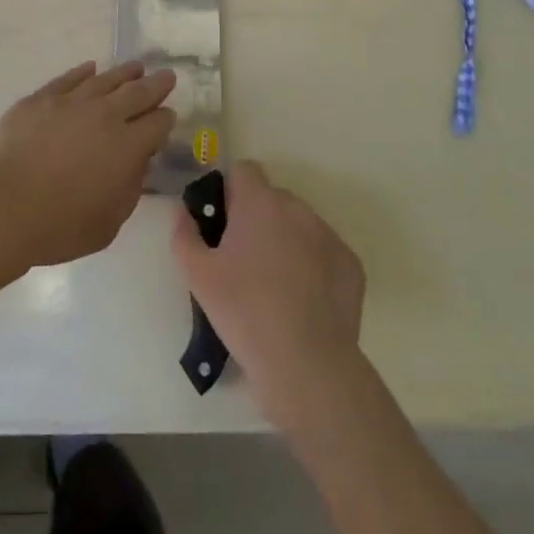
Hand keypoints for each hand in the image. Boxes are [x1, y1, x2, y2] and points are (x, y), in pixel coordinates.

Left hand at [0, 60, 175, 269]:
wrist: (1, 205)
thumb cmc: (57, 225)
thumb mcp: (108, 224)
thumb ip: (129, 190)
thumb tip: (136, 165)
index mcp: (128, 147)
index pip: (157, 124)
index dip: (165, 120)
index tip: (167, 117)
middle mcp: (106, 116)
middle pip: (138, 92)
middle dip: (156, 84)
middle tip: (167, 76)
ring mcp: (72, 102)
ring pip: (106, 79)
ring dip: (125, 73)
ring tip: (136, 67)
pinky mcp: (42, 98)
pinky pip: (69, 78)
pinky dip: (84, 72)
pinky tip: (90, 68)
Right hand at [171, 161, 365, 427]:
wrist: (306, 363)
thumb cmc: (244, 312)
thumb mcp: (198, 276)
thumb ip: (184, 234)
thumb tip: (183, 211)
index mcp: (259, 201)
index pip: (244, 170)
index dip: (231, 191)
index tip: (223, 223)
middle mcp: (297, 207)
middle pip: (272, 198)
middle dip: (258, 219)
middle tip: (244, 260)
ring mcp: (328, 233)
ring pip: (299, 224)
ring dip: (286, 240)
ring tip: (275, 285)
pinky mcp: (351, 263)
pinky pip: (324, 252)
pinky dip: (313, 266)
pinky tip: (304, 301)